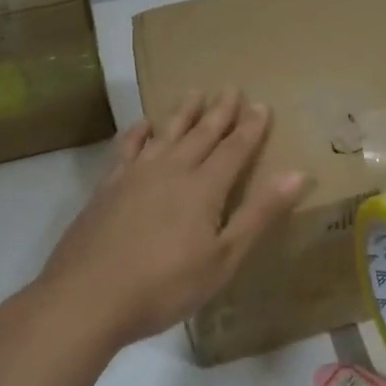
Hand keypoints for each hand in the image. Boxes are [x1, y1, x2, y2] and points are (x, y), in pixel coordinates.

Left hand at [34, 91, 309, 349]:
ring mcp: (135, 175)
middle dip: (219, 112)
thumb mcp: (224, 258)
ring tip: (194, 92)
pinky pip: (127, 148)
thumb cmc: (165, 285)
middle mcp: (171, 170)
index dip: (250, 128)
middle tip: (231, 88)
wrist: (88, 297)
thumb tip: (298, 173)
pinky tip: (142, 125)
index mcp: (204, 188)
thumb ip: (259, 213)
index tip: (261, 105)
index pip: (234, 149)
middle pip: (201, 134)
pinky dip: (137, 132)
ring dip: (182, 112)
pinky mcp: (107, 187)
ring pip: (165, 133)